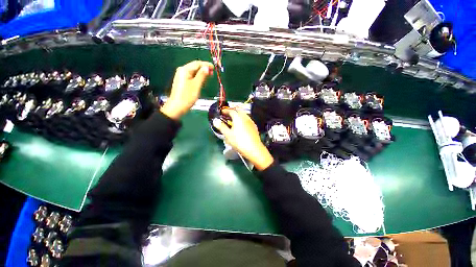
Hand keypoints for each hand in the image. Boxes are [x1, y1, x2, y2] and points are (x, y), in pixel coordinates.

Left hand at [160, 61, 213, 119]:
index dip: (206, 65)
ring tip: (209, 77)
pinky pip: (191, 77)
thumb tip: (207, 67)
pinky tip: (202, 81)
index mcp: (185, 70)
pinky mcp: (182, 82)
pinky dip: (197, 77)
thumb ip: (202, 75)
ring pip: (193, 72)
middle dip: (204, 69)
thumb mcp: (196, 85)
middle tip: (212, 73)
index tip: (214, 68)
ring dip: (201, 73)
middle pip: (195, 67)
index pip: (197, 63)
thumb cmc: (188, 96)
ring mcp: (181, 77)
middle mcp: (182, 71)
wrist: (177, 107)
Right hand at [213, 109, 273, 170]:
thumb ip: (221, 126)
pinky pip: (247, 120)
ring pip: (243, 115)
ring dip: (238, 115)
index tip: (221, 112)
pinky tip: (241, 126)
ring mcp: (251, 122)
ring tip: (233, 120)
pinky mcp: (254, 127)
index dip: (225, 111)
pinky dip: (242, 120)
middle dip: (232, 112)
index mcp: (238, 117)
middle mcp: (245, 117)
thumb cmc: (239, 141)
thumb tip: (215, 120)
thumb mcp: (228, 134)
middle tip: (227, 115)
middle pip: (238, 111)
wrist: (253, 149)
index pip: (231, 111)